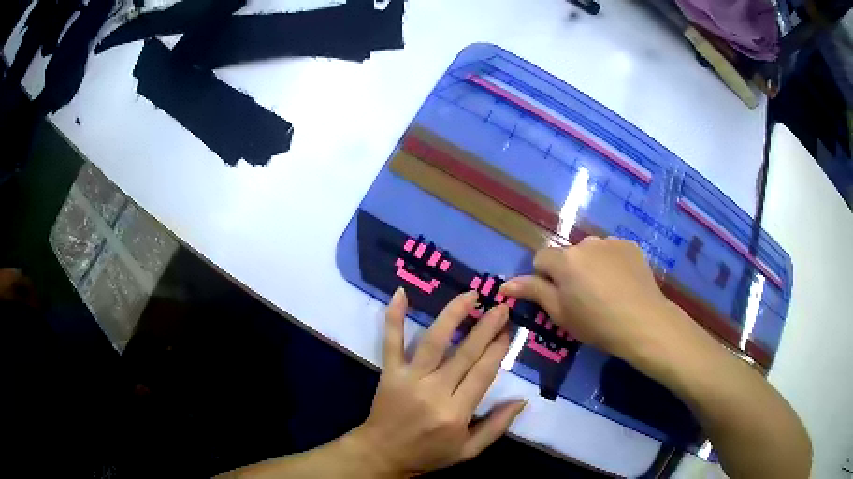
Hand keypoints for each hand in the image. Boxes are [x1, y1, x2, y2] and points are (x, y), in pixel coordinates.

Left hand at [350, 288, 525, 476]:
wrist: (381, 453)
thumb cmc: (428, 454)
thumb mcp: (468, 451)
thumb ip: (496, 427)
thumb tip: (521, 400)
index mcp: (456, 413)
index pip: (483, 373)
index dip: (498, 349)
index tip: (509, 330)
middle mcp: (434, 391)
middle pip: (465, 353)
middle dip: (486, 327)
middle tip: (501, 307)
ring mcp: (409, 379)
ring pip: (434, 341)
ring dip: (453, 314)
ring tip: (471, 295)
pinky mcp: (389, 372)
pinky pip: (391, 341)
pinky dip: (394, 316)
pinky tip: (401, 292)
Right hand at [499, 237, 705, 361]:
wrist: (644, 322)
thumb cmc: (597, 324)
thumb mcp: (561, 314)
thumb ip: (534, 293)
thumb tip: (505, 285)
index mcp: (565, 260)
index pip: (541, 259)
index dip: (545, 279)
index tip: (559, 298)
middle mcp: (586, 242)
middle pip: (568, 255)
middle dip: (570, 272)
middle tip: (584, 298)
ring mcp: (611, 242)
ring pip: (590, 252)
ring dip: (591, 266)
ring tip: (607, 291)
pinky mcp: (630, 245)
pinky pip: (611, 251)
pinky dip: (611, 263)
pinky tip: (622, 283)